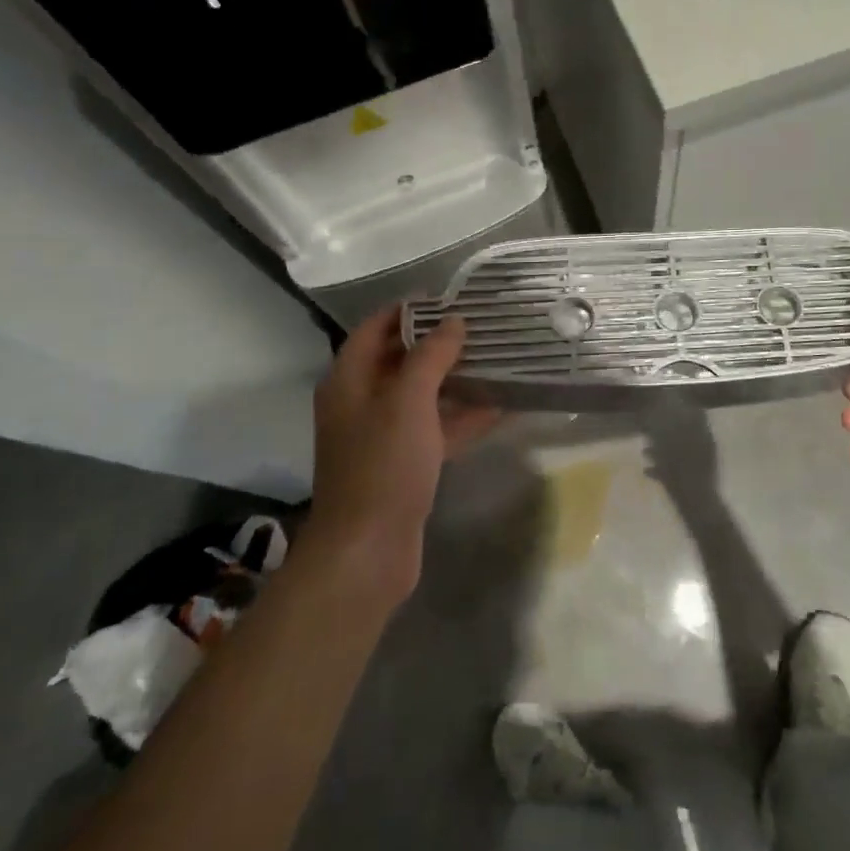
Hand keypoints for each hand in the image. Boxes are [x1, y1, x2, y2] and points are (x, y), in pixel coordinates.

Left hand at [306, 305, 499, 595]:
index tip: (450, 298)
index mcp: (349, 381)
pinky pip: (434, 429)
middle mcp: (361, 402)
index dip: (409, 310)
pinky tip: (499, 408)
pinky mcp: (402, 464)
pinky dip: (461, 418)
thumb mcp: (409, 401)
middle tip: (481, 327)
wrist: (367, 552)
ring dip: (455, 379)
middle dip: (438, 343)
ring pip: (422, 395)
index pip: (376, 328)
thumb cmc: (383, 465)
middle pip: (400, 359)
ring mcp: (382, 436)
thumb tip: (454, 321)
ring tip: (497, 360)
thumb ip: (432, 356)